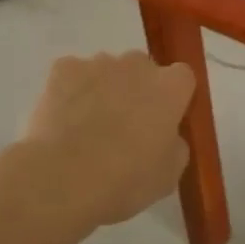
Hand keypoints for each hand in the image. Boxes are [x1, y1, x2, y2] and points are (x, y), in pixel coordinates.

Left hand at [18, 52, 195, 228]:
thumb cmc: (126, 180)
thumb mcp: (169, 174)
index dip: (171, 99)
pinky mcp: (64, 69)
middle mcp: (137, 65)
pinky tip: (63, 120)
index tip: (162, 122)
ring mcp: (98, 63)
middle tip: (124, 127)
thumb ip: (175, 144)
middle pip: (142, 70)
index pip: (181, 78)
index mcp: (170, 87)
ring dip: (103, 90)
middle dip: (136, 91)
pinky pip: (72, 75)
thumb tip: (166, 135)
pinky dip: (70, 91)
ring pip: (106, 71)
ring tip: (87, 128)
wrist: (64, 179)